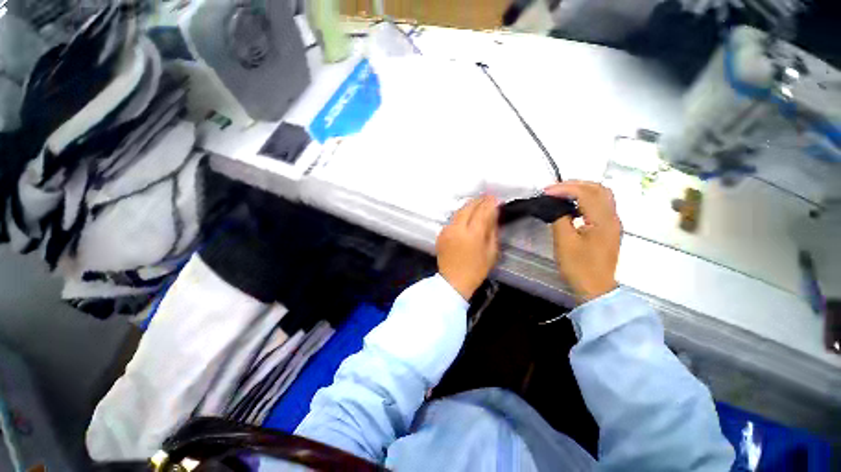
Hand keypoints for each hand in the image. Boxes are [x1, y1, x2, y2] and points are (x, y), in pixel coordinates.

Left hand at [437, 195, 499, 300]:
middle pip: (468, 207)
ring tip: (477, 204)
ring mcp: (447, 230)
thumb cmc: (476, 270)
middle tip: (486, 197)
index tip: (495, 197)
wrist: (453, 281)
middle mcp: (458, 228)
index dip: (489, 202)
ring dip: (468, 206)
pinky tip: (466, 216)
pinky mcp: (441, 233)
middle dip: (478, 200)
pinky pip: (452, 219)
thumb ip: (492, 231)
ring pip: (458, 211)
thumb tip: (493, 215)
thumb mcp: (491, 252)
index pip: (482, 211)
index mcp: (473, 234)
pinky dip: (460, 215)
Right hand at [545, 181, 621, 301]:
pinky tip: (572, 205)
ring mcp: (613, 223)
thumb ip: (560, 219)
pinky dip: (586, 199)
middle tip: (554, 189)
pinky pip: (601, 205)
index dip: (564, 189)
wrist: (595, 288)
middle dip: (575, 184)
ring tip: (562, 193)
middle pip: (599, 189)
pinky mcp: (609, 229)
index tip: (545, 192)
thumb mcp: (564, 242)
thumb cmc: (579, 267)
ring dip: (582, 190)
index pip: (586, 193)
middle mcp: (613, 217)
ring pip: (602, 195)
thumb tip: (555, 205)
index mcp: (603, 220)